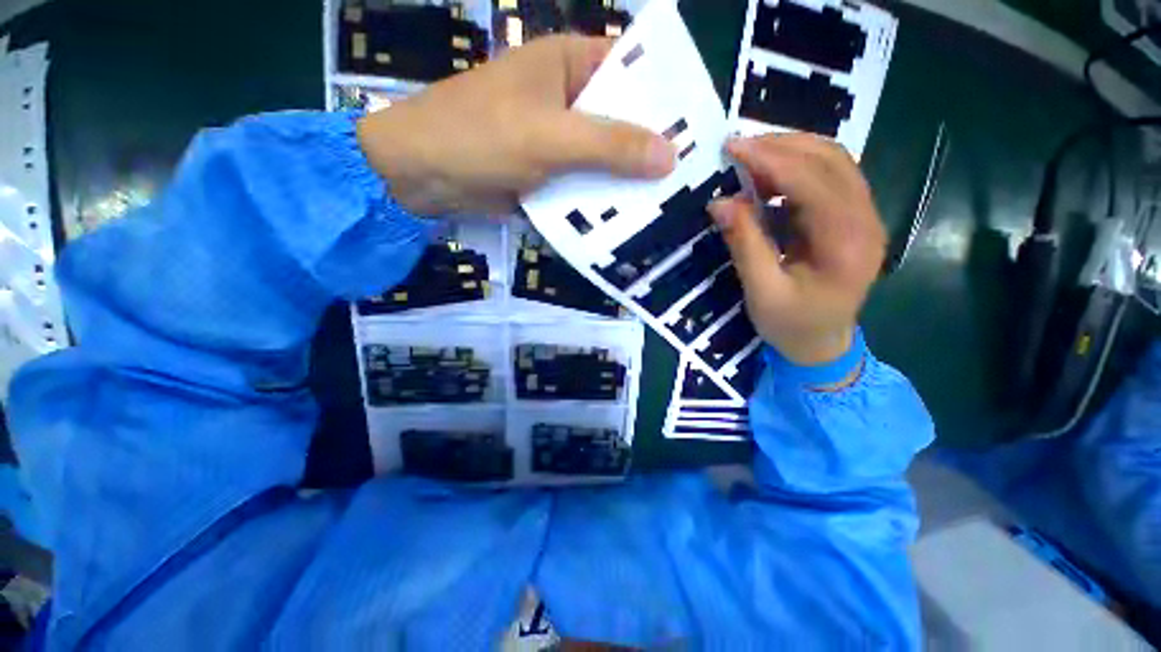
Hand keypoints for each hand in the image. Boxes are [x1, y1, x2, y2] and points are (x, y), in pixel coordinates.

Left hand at [356, 35, 675, 215]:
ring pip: (603, 157)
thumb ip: (608, 145)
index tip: (699, 131)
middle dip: (648, 149)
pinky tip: (623, 219)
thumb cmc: (480, 136)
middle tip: (688, 178)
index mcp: (570, 64)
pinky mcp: (546, 171)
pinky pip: (582, 182)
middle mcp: (568, 97)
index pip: (633, 71)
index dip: (666, 98)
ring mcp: (557, 138)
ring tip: (665, 204)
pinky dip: (599, 198)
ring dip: (624, 180)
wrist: (421, 174)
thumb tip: (668, 156)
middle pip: (620, 120)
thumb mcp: (550, 137)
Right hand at [709, 134, 885, 366]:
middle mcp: (865, 219)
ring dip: (790, 151)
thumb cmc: (791, 325)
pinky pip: (827, 178)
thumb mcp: (761, 291)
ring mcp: (863, 216)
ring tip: (749, 158)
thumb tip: (719, 203)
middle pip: (831, 159)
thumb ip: (744, 244)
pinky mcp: (851, 218)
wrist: (822, 345)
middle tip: (737, 147)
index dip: (770, 159)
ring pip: (833, 162)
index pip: (811, 180)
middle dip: (781, 146)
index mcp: (846, 242)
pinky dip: (796, 169)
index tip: (732, 147)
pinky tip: (768, 178)